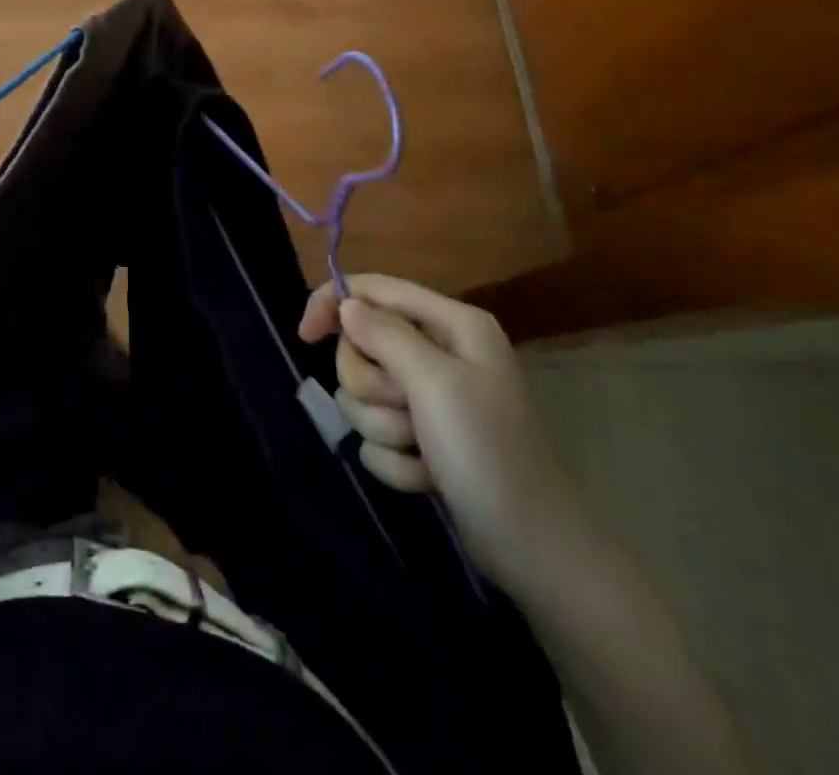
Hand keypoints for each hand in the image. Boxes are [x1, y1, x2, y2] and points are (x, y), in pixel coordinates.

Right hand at [299, 274, 594, 595]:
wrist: (533, 550)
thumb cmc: (488, 453)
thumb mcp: (435, 383)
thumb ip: (384, 335)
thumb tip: (346, 304)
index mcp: (451, 324)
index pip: (373, 289)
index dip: (333, 303)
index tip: (304, 336)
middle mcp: (440, 352)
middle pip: (361, 346)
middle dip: (372, 386)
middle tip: (405, 410)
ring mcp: (431, 398)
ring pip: (363, 394)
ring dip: (384, 428)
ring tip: (422, 451)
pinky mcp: (422, 438)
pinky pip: (376, 434)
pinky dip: (395, 460)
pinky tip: (427, 478)